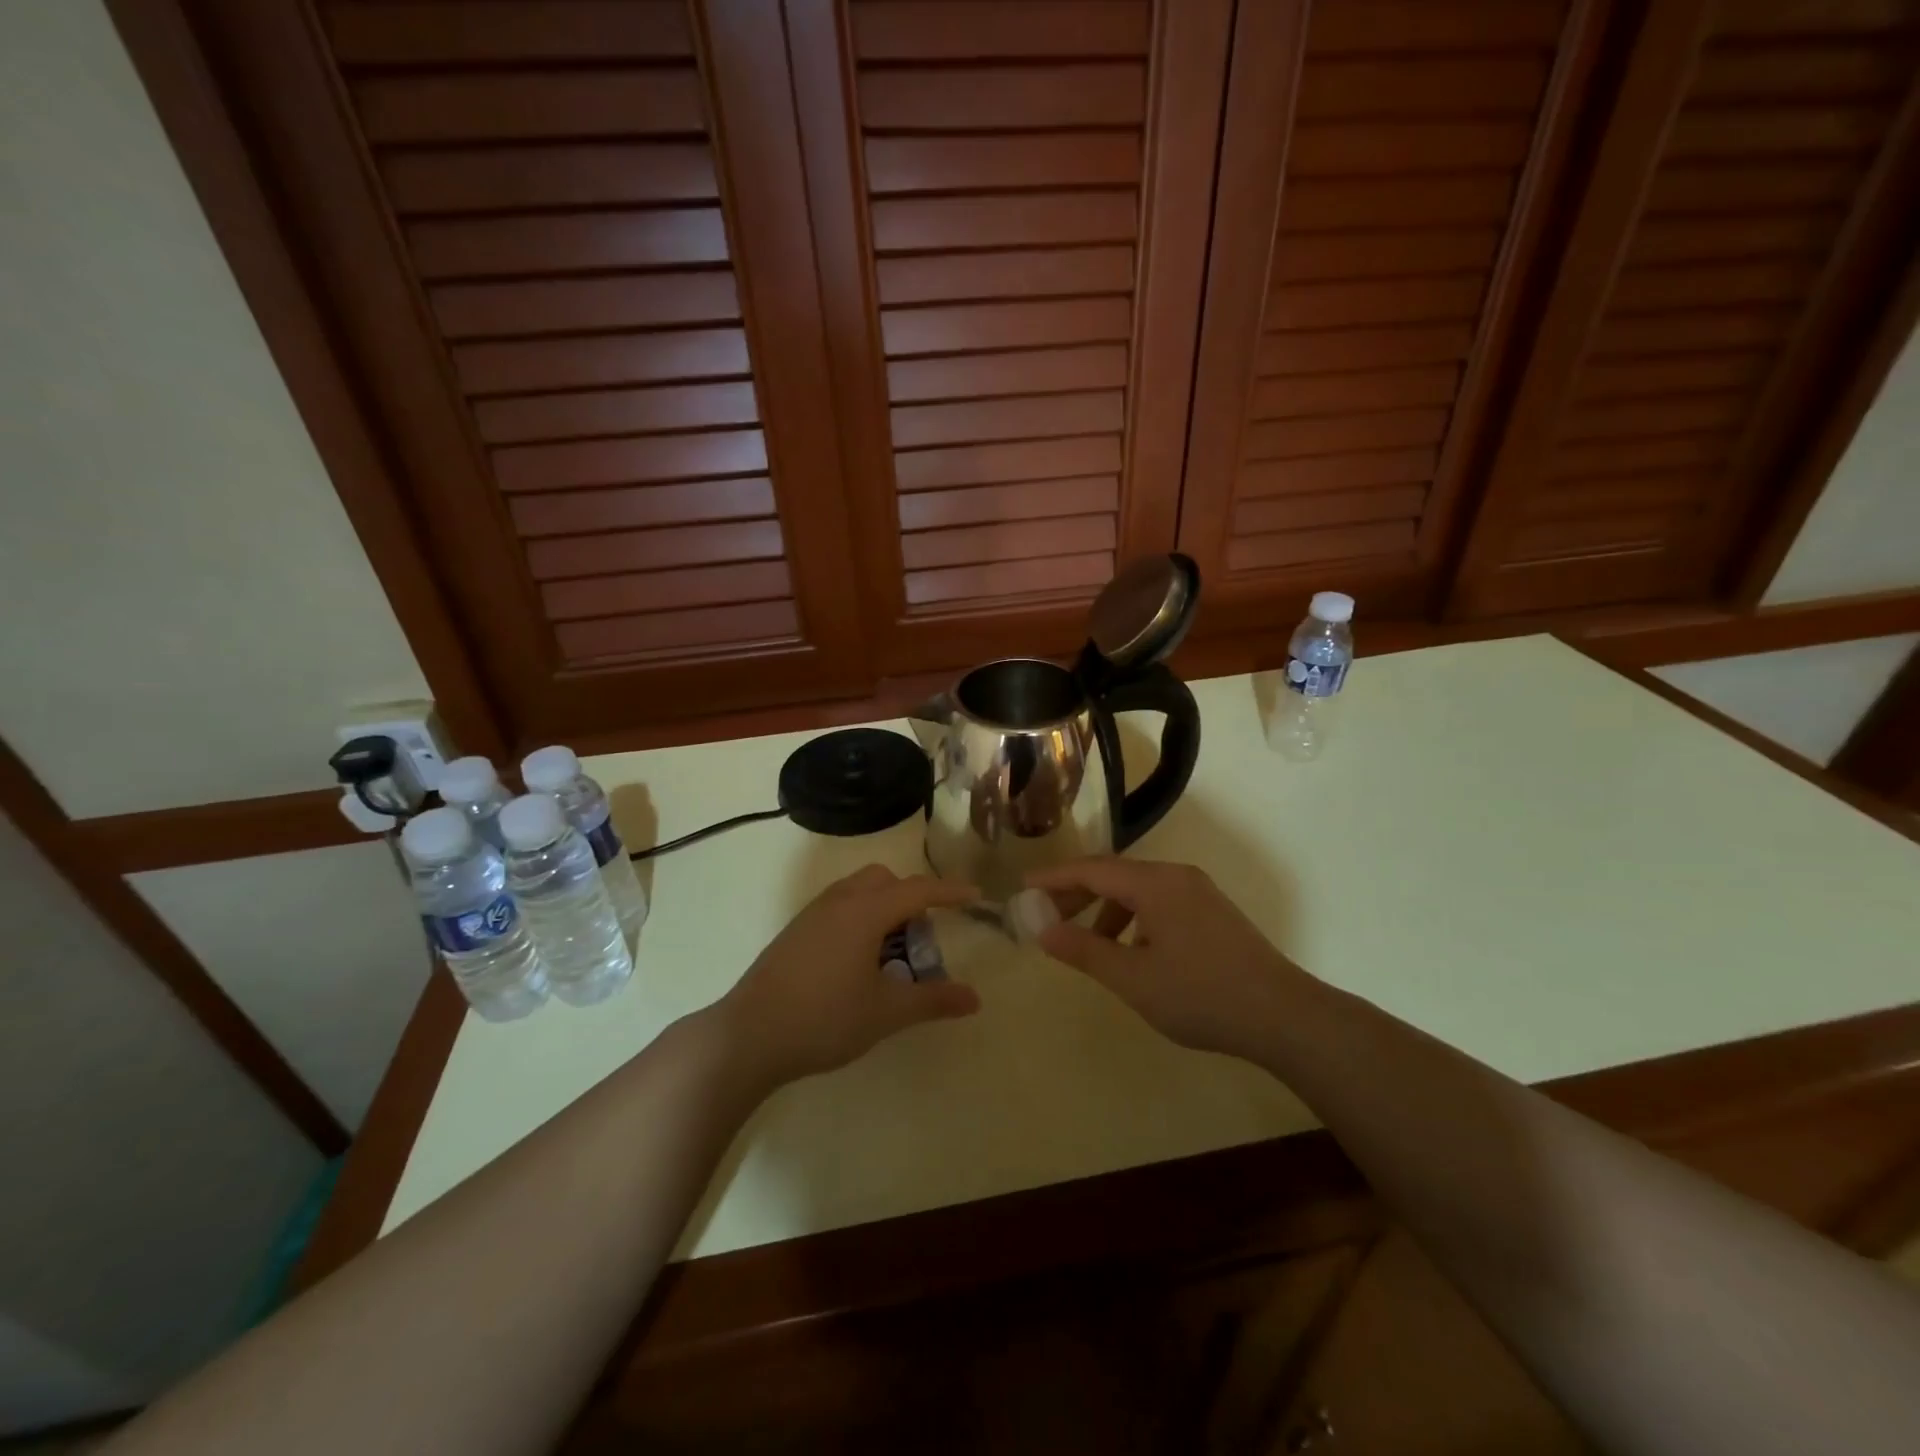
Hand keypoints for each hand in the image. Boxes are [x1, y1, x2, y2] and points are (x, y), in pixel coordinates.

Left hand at [719, 864, 981, 1087]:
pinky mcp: (795, 931)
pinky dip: (860, 918)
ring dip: (883, 908)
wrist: (748, 1035)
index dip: (950, 892)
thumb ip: (933, 1000)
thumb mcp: (886, 1012)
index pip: (918, 890)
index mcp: (865, 911)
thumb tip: (975, 998)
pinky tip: (857, 963)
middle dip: (911, 898)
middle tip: (921, 940)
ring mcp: (812, 914)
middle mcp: (839, 901)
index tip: (975, 897)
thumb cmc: (824, 1019)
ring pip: (858, 891)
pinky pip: (839, 907)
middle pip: (885, 880)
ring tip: (891, 954)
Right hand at [1026, 857, 1308, 1061]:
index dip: (1054, 877)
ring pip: (1138, 890)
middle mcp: (1177, 877)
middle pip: (1114, 874)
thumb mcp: (1133, 978)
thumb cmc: (1201, 995)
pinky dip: (1133, 918)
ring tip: (1086, 941)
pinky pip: (1159, 902)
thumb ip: (1084, 950)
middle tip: (1046, 915)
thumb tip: (1043, 929)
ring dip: (1105, 909)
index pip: (1092, 869)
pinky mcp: (1213, 912)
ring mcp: (1199, 893)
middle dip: (1077, 893)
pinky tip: (1132, 951)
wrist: (1285, 1016)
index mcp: (1155, 884)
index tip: (1023, 886)